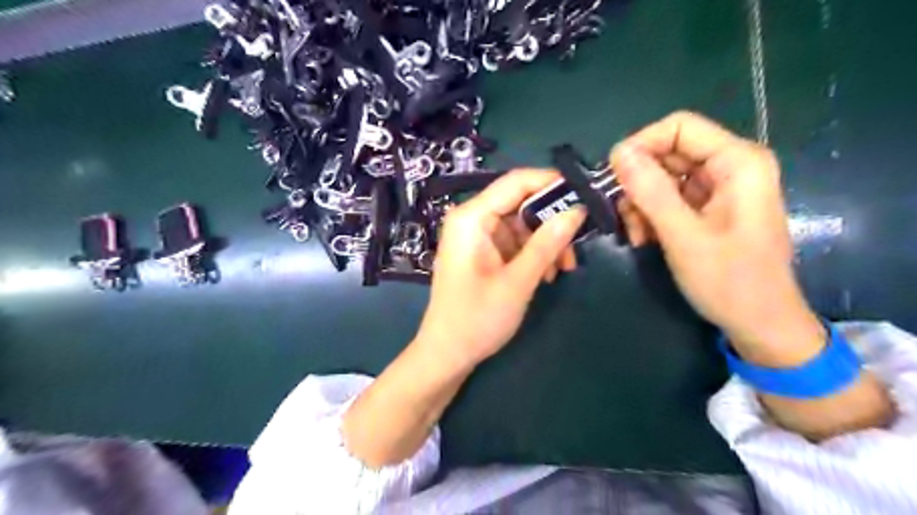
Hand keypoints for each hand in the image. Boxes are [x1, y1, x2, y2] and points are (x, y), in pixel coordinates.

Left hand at [417, 169, 586, 370]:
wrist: (447, 354)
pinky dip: (533, 254)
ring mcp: (477, 236)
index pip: (516, 182)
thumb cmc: (477, 319)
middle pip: (521, 203)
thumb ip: (547, 243)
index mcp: (472, 217)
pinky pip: (514, 242)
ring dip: (546, 242)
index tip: (584, 195)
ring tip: (562, 269)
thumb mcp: (518, 281)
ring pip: (522, 224)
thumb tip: (576, 210)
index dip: (552, 183)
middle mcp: (472, 219)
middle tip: (577, 245)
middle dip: (551, 222)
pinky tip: (546, 274)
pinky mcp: (482, 252)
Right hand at [607, 111, 824, 365]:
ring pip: (663, 177)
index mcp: (738, 163)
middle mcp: (729, 167)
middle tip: (620, 213)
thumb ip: (651, 191)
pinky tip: (645, 238)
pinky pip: (668, 198)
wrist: (760, 324)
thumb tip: (618, 152)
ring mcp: (718, 189)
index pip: (679, 127)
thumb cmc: (730, 282)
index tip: (613, 177)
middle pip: (668, 152)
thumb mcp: (684, 236)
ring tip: (635, 234)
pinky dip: (650, 215)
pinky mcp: (707, 209)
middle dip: (638, 182)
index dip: (641, 145)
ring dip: (640, 203)